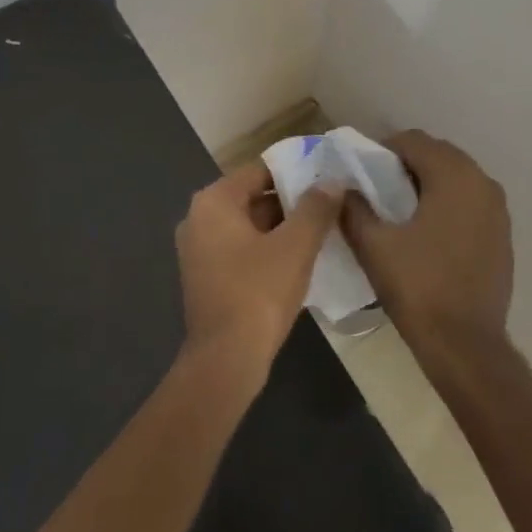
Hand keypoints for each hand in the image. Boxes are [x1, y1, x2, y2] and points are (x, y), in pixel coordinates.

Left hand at [175, 163, 341, 381]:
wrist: (226, 360)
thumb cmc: (258, 293)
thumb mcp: (295, 246)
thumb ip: (315, 208)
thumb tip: (332, 181)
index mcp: (214, 202)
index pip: (259, 171)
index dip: (296, 170)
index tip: (327, 175)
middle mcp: (199, 219)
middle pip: (253, 197)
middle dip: (291, 200)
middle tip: (331, 203)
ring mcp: (199, 250)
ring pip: (249, 225)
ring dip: (283, 227)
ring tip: (323, 229)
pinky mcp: (207, 276)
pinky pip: (242, 249)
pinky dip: (268, 248)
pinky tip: (300, 258)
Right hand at [342, 131, 512, 361]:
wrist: (465, 344)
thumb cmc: (417, 287)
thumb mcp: (373, 245)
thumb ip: (353, 208)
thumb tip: (343, 189)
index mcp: (453, 176)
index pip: (414, 141)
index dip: (383, 150)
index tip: (361, 172)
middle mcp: (482, 182)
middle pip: (438, 155)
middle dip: (406, 164)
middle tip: (377, 188)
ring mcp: (498, 209)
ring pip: (457, 178)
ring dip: (428, 183)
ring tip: (400, 210)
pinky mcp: (502, 234)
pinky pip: (470, 202)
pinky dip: (448, 204)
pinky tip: (427, 232)